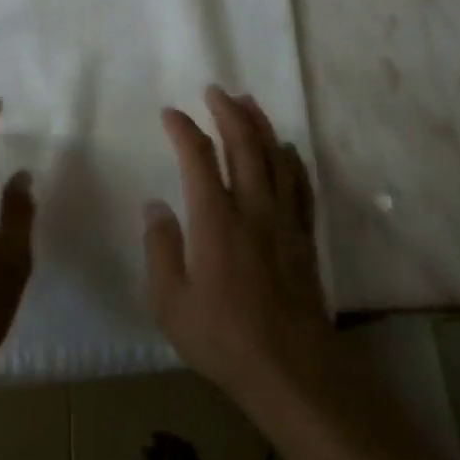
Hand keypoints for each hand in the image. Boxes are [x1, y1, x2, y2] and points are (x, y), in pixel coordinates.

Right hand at [144, 87, 333, 400]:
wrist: (291, 369)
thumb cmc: (223, 337)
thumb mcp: (171, 302)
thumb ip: (160, 249)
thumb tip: (156, 206)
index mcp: (215, 220)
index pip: (198, 158)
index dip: (183, 130)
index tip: (171, 113)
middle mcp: (251, 208)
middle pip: (243, 144)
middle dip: (228, 112)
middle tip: (215, 90)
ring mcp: (283, 220)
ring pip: (274, 157)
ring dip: (260, 125)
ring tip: (248, 102)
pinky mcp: (303, 235)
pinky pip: (300, 184)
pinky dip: (291, 159)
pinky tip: (286, 149)